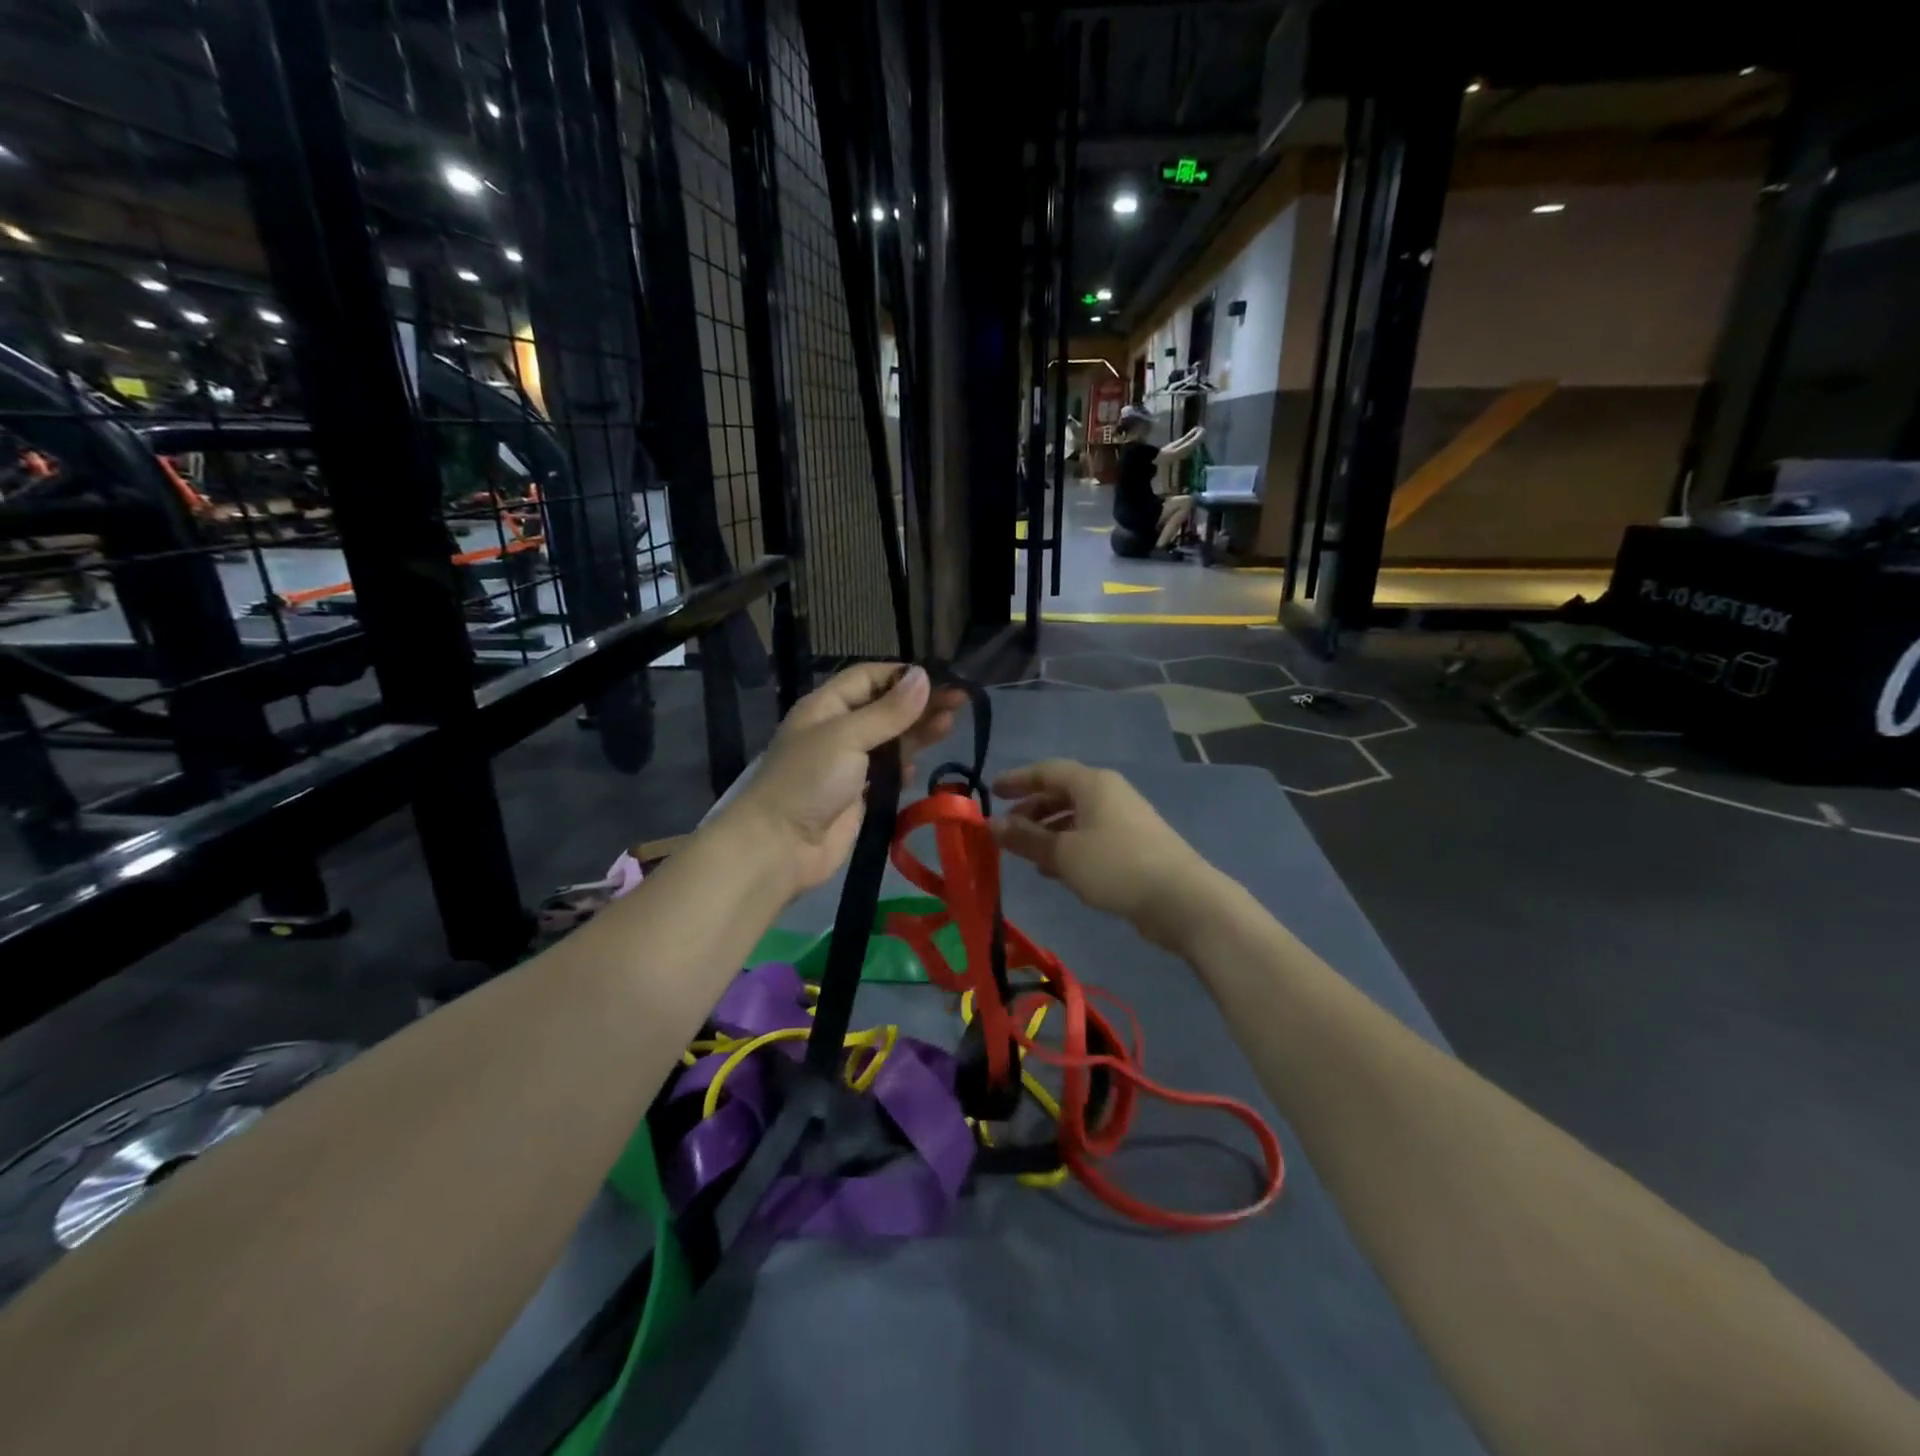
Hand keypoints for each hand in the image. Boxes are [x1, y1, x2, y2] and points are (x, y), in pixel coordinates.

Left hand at [724, 664, 962, 896]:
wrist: (780, 847)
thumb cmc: (809, 781)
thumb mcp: (848, 737)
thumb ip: (889, 711)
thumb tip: (924, 676)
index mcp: (826, 706)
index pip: (868, 678)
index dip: (902, 676)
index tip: (940, 678)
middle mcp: (838, 730)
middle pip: (885, 708)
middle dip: (919, 704)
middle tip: (959, 701)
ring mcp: (848, 764)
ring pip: (890, 741)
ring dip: (917, 734)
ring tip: (949, 726)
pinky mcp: (858, 795)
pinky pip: (887, 774)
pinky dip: (903, 769)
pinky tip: (916, 770)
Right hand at [990, 760, 1218, 952]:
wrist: (1181, 899)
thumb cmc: (1116, 866)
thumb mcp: (1063, 853)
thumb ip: (1025, 838)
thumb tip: (992, 824)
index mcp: (1092, 783)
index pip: (1047, 771)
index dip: (1017, 779)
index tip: (991, 792)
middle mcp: (1109, 793)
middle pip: (1062, 792)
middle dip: (1032, 808)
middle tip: (1007, 829)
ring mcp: (1124, 819)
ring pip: (1076, 817)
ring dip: (1048, 831)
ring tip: (1025, 853)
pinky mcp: (1133, 845)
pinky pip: (1090, 836)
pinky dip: (1068, 846)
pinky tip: (1054, 870)